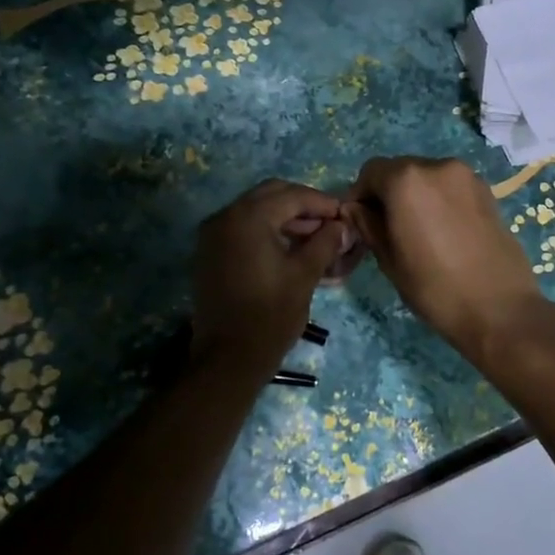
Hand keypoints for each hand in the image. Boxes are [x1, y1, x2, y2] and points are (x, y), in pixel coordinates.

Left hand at [191, 179, 349, 377]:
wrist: (228, 359)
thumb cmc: (270, 315)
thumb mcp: (304, 275)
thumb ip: (325, 243)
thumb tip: (341, 226)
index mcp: (248, 217)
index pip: (292, 195)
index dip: (322, 203)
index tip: (345, 215)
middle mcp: (225, 216)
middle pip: (271, 195)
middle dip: (303, 206)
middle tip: (330, 224)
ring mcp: (212, 235)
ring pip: (255, 211)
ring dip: (285, 218)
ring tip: (316, 239)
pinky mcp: (209, 253)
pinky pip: (242, 229)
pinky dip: (266, 231)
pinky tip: (290, 249)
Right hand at [344, 157, 549, 364]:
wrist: (499, 308)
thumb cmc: (434, 287)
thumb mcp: (389, 259)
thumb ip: (367, 225)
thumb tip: (356, 208)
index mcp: (406, 179)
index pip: (370, 172)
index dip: (360, 195)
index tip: (360, 221)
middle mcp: (437, 166)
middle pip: (400, 169)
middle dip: (388, 192)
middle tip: (387, 228)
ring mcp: (466, 176)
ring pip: (427, 177)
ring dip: (415, 195)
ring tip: (418, 231)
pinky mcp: (487, 191)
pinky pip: (450, 187)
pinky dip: (439, 199)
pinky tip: (443, 231)